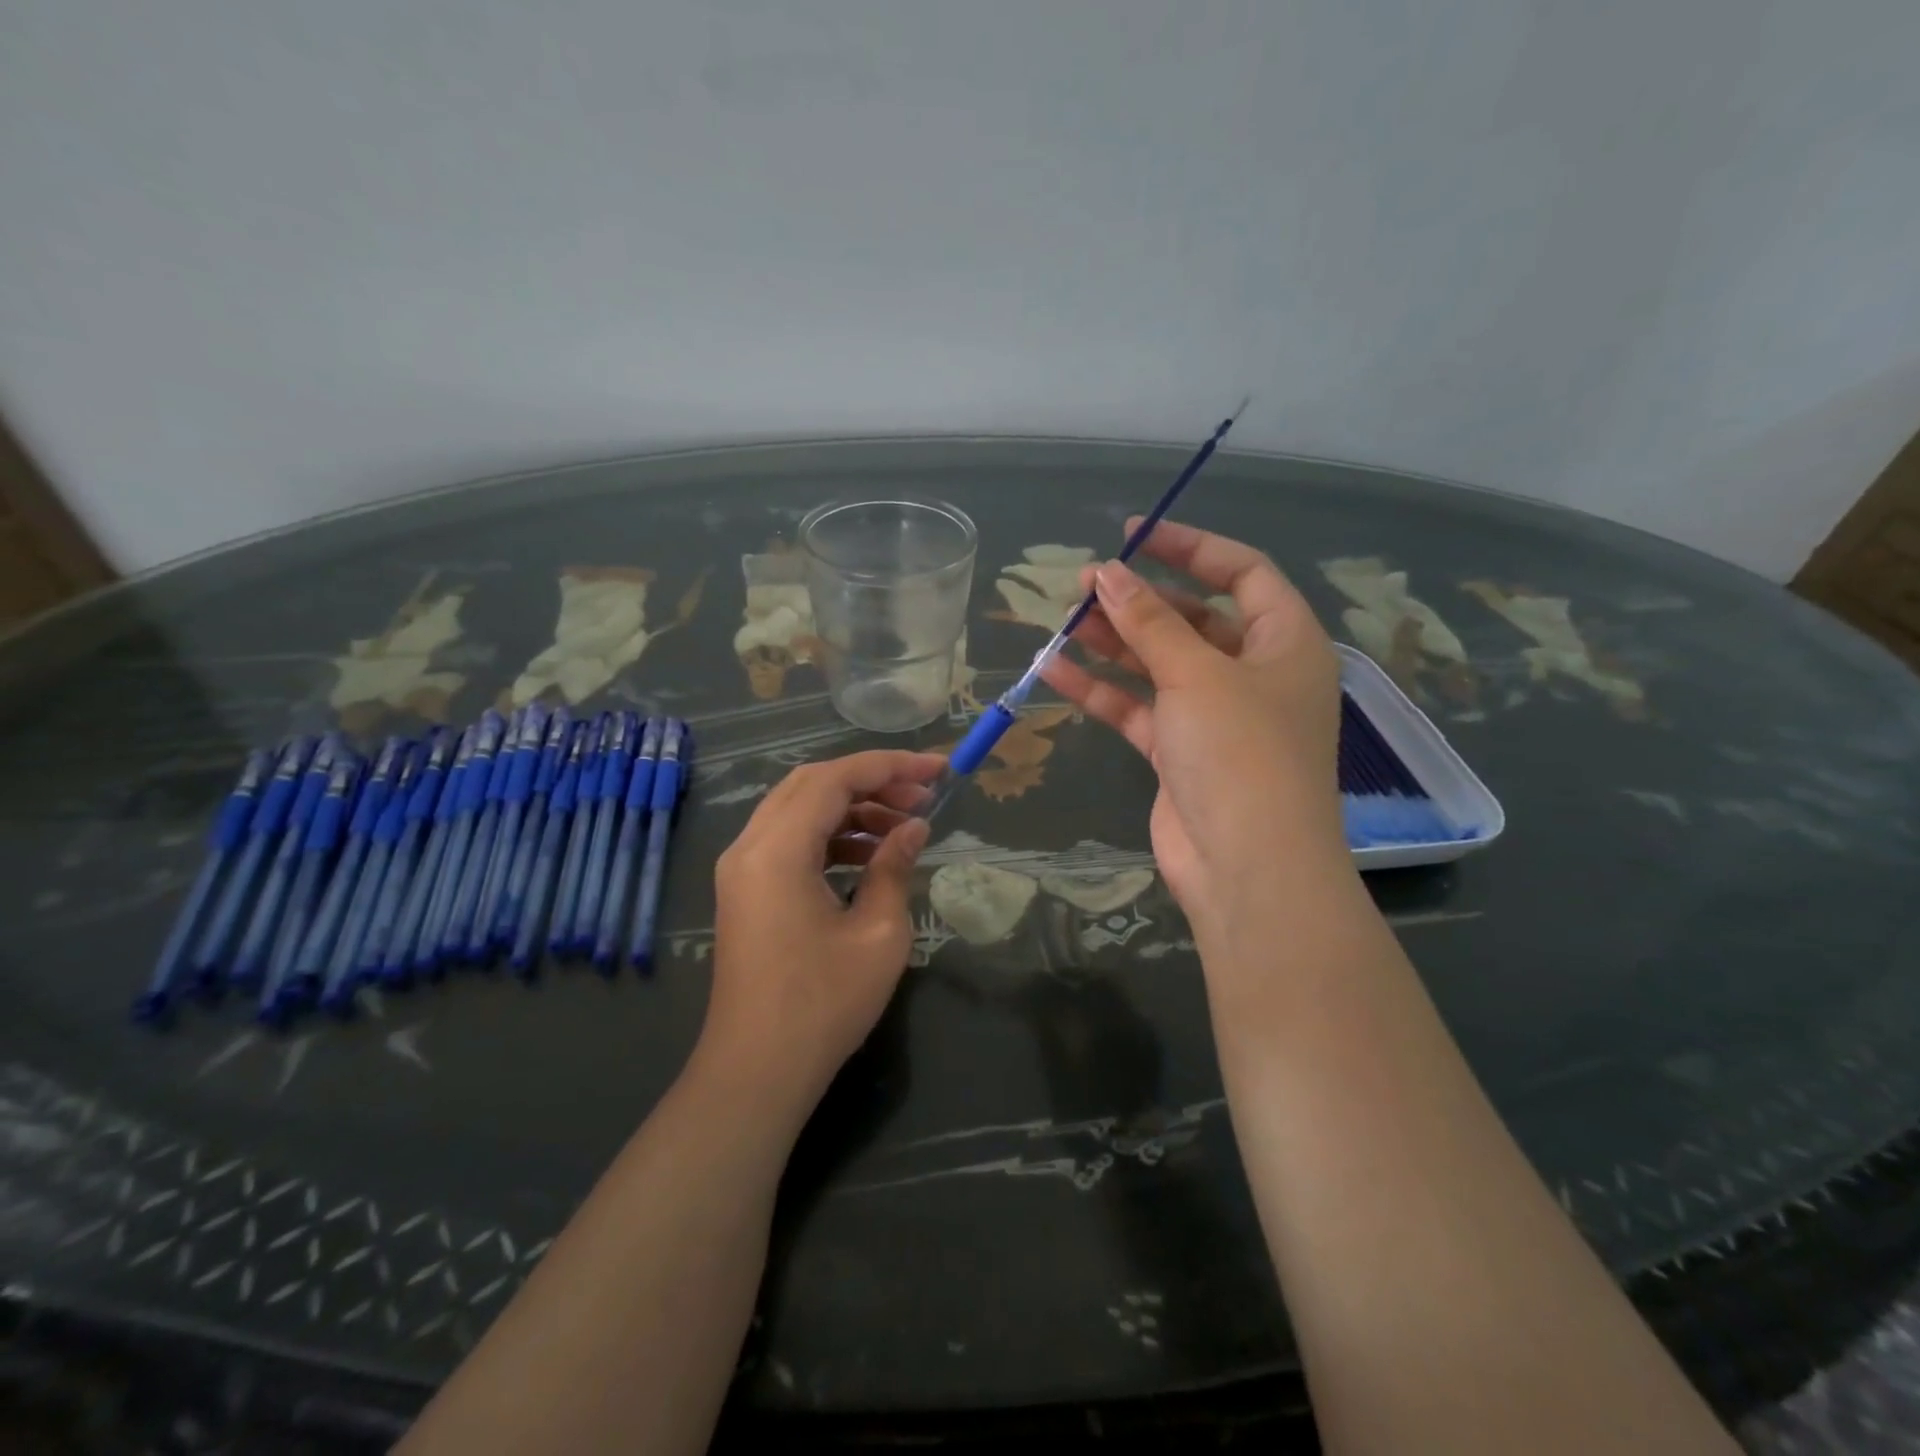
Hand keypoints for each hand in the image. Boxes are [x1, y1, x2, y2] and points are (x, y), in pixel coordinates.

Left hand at [696, 751, 940, 1111]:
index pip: (835, 778)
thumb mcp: (878, 932)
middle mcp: (749, 846)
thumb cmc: (823, 1004)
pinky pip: (789, 839)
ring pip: (799, 809)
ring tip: (904, 825)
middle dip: (872, 781)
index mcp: (777, 849)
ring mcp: (741, 869)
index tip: (938, 769)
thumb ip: (895, 866)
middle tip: (923, 796)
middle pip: (812, 784)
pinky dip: (830, 835)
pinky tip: (869, 854)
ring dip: (852, 808)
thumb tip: (914, 828)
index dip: (890, 766)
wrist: (757, 1072)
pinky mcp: (746, 890)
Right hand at [1039, 518, 1345, 940]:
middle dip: (1140, 600)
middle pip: (1193, 619)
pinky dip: (1101, 690)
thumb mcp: (1196, 675)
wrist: (1246, 868)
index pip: (1243, 573)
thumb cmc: (1240, 753)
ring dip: (1114, 642)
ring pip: (1159, 664)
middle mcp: (1254, 674)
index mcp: (1285, 642)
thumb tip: (1108, 574)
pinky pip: (1138, 707)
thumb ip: (1149, 622)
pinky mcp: (1179, 752)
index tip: (1134, 535)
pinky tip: (1054, 670)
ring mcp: (1215, 716)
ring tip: (1063, 620)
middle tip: (1085, 585)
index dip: (1191, 547)